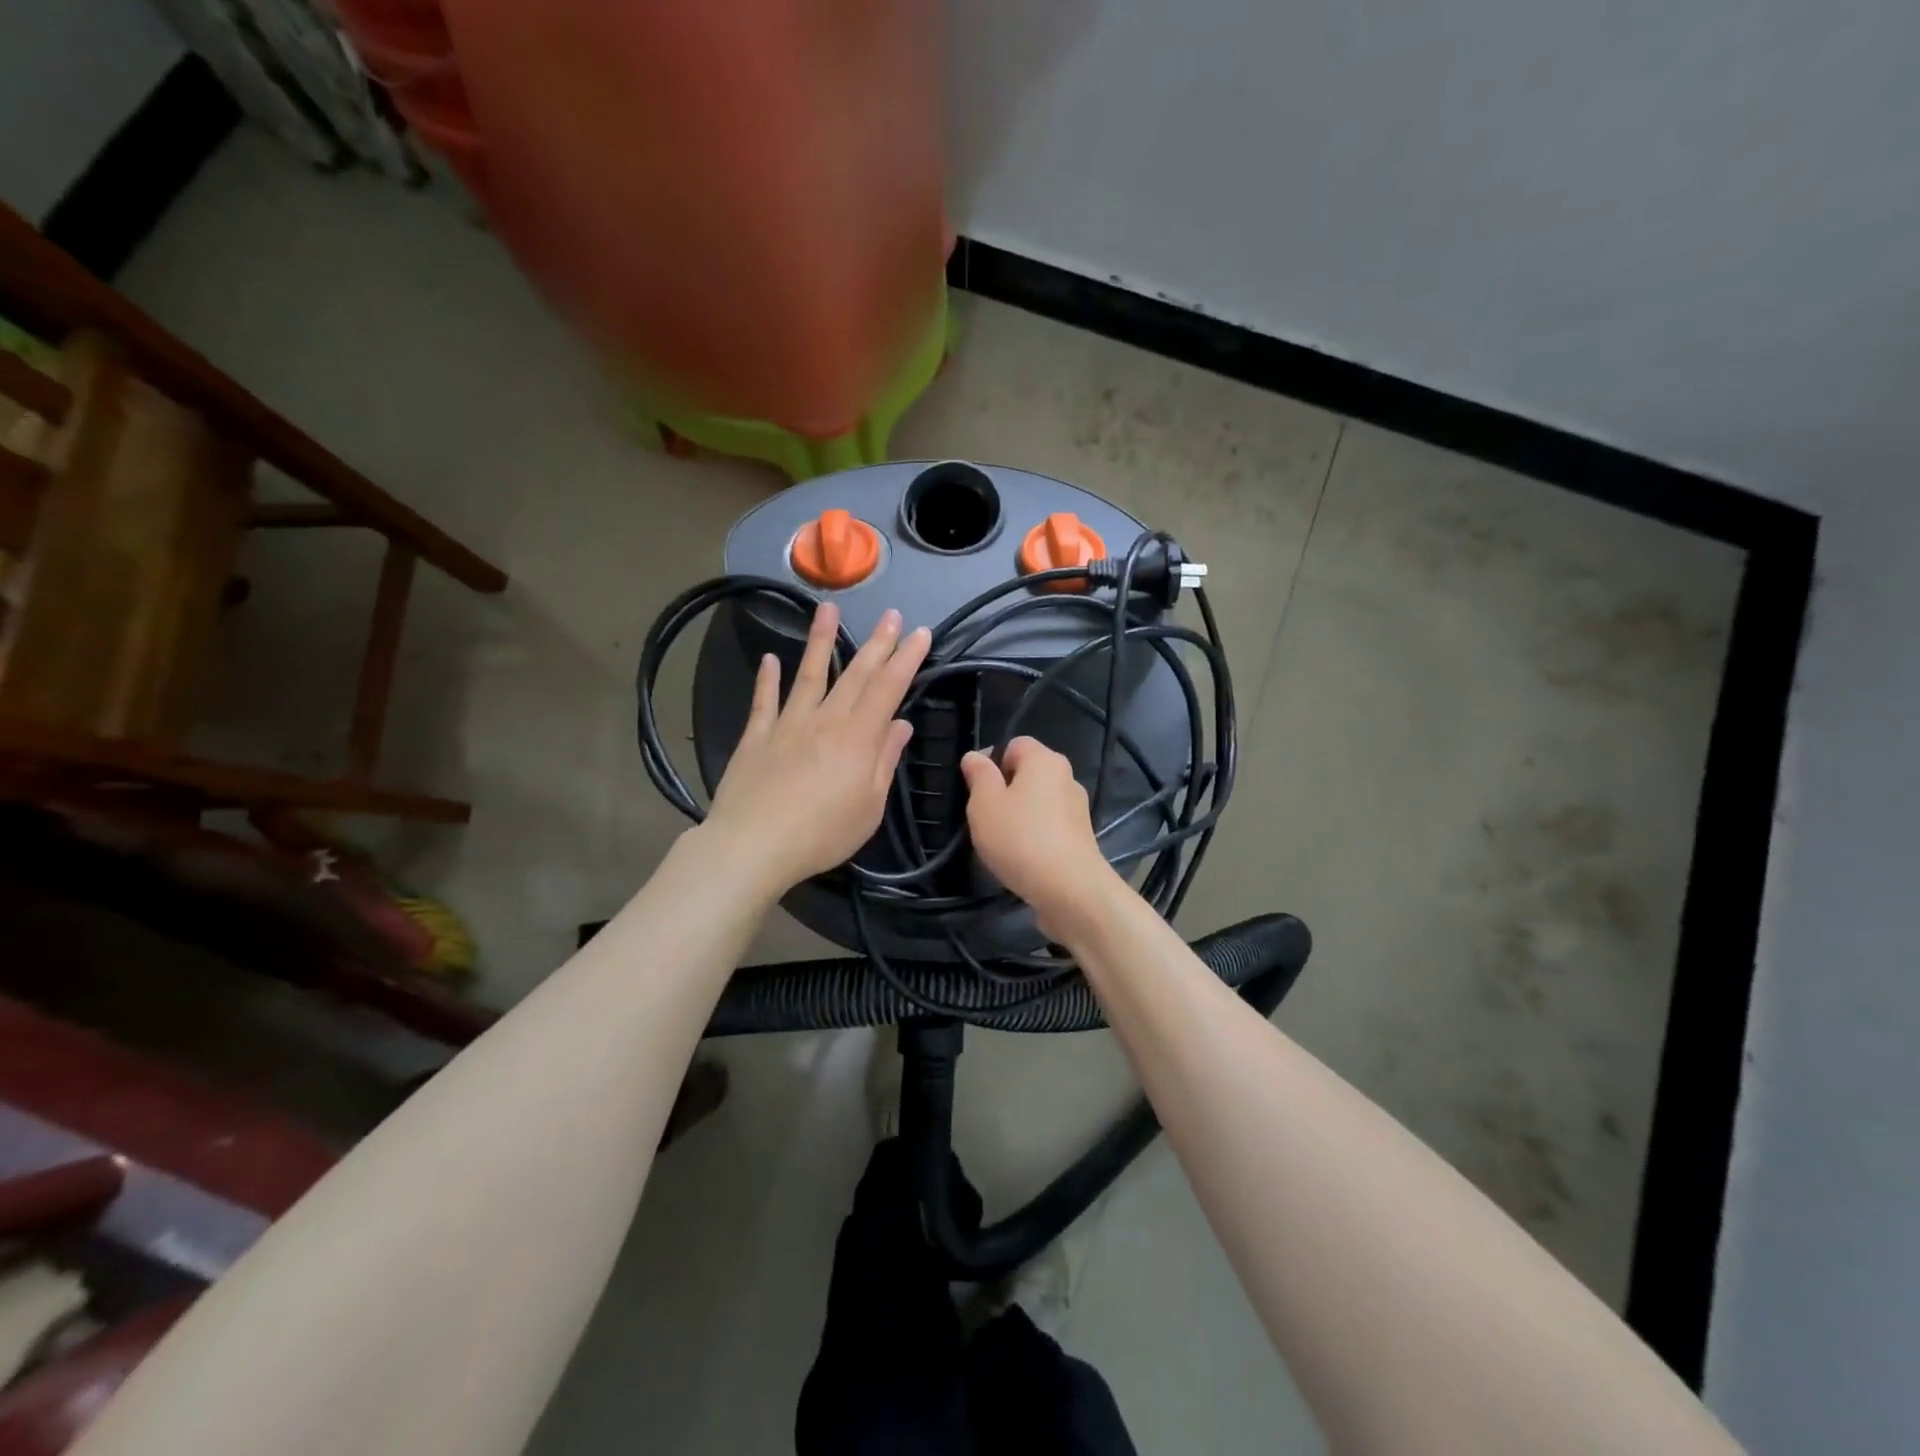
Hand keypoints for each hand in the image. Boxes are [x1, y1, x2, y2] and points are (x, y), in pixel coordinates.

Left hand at [701, 601, 930, 896]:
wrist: (753, 845)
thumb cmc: (822, 833)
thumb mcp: (869, 806)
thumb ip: (885, 761)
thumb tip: (901, 724)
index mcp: (857, 737)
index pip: (888, 688)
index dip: (906, 659)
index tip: (920, 633)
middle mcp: (825, 720)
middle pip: (855, 675)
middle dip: (877, 643)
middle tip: (890, 614)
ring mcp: (787, 725)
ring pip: (808, 675)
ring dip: (820, 641)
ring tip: (827, 608)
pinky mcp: (756, 737)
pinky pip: (764, 702)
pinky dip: (767, 679)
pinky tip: (771, 659)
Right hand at [960, 736, 1121, 937]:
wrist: (1070, 889)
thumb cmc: (1020, 839)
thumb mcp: (984, 804)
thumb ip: (978, 775)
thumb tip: (975, 756)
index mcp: (1044, 760)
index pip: (1014, 744)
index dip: (991, 762)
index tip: (976, 791)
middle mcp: (1066, 776)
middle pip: (1027, 773)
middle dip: (1004, 790)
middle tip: (985, 817)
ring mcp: (1078, 807)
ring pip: (1038, 801)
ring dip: (1020, 815)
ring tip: (1003, 842)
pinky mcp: (1081, 836)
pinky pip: (1050, 824)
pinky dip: (1035, 834)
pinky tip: (1023, 857)